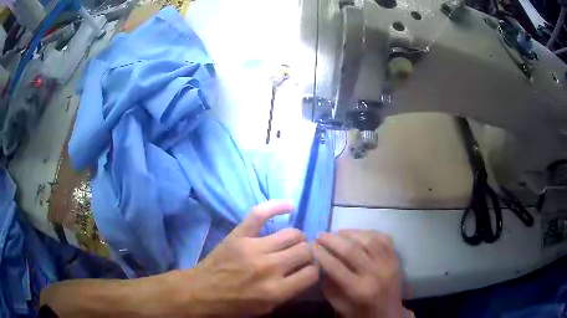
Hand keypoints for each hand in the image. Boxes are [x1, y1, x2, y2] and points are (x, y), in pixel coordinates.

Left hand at [180, 201, 318, 315]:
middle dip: (308, 253)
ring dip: (297, 238)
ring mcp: (253, 248)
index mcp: (276, 291)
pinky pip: (260, 214)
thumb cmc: (234, 305)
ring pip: (292, 233)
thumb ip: (289, 292)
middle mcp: (269, 268)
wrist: (201, 292)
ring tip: (293, 242)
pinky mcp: (239, 235)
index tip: (310, 269)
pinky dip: (276, 206)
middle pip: (305, 250)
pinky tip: (289, 206)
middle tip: (301, 256)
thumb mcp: (266, 309)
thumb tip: (307, 273)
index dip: (315, 270)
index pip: (312, 273)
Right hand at [314, 230, 407, 317]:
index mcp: (359, 290)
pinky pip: (383, 238)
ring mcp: (389, 264)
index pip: (335, 267)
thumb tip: (320, 261)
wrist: (388, 313)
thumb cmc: (360, 312)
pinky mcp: (396, 258)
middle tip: (320, 235)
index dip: (321, 254)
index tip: (311, 245)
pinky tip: (358, 234)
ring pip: (368, 240)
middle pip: (352, 250)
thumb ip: (329, 284)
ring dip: (350, 233)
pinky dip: (369, 233)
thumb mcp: (338, 304)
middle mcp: (376, 274)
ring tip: (338, 233)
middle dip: (332, 240)